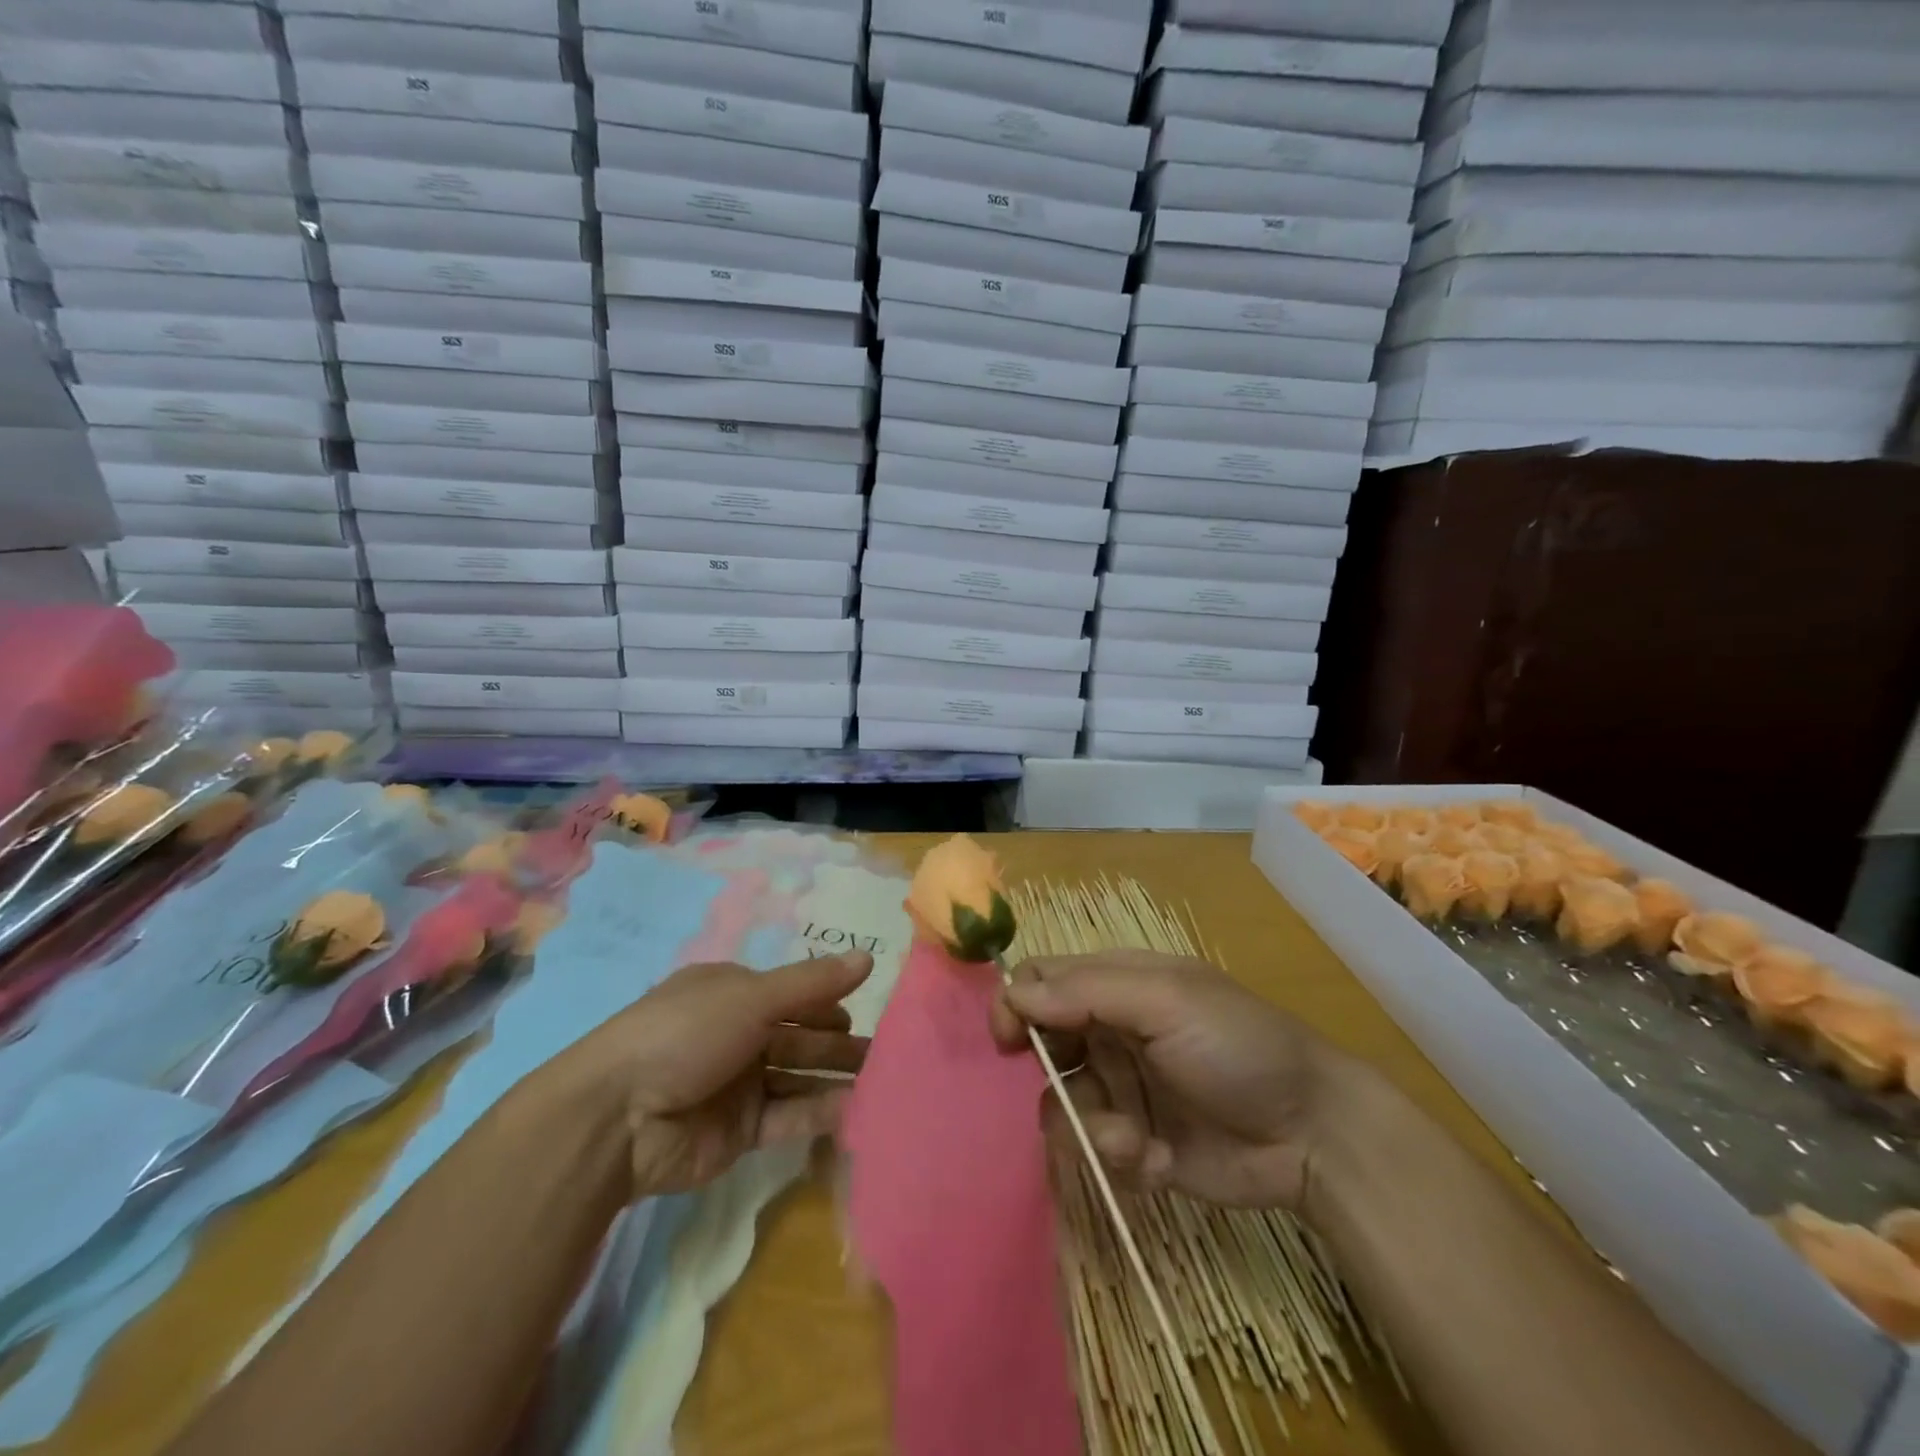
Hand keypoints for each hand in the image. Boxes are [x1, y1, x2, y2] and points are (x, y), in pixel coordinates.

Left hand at [566, 951, 872, 1198]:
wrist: (618, 1119)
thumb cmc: (686, 1034)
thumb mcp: (752, 997)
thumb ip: (813, 983)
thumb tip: (868, 958)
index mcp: (733, 994)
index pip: (793, 994)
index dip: (828, 1000)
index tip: (866, 1009)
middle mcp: (738, 1035)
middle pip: (800, 1036)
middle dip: (839, 1043)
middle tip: (886, 1052)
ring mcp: (738, 1084)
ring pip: (798, 1076)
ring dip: (835, 1077)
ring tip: (882, 1081)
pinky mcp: (740, 1131)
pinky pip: (788, 1115)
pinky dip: (819, 1111)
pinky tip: (854, 1109)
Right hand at [990, 949, 1344, 1209]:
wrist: (1313, 1133)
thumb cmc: (1237, 1046)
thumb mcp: (1166, 1002)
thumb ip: (1086, 993)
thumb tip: (1013, 994)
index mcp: (1118, 984)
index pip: (1044, 980)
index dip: (1018, 1003)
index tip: (1007, 1040)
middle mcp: (1112, 1032)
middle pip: (1045, 1045)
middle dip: (1054, 1074)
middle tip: (1073, 1090)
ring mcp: (1123, 1089)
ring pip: (1063, 1104)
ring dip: (1089, 1126)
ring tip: (1132, 1140)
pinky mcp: (1136, 1143)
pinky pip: (1096, 1150)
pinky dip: (1119, 1157)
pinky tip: (1157, 1160)